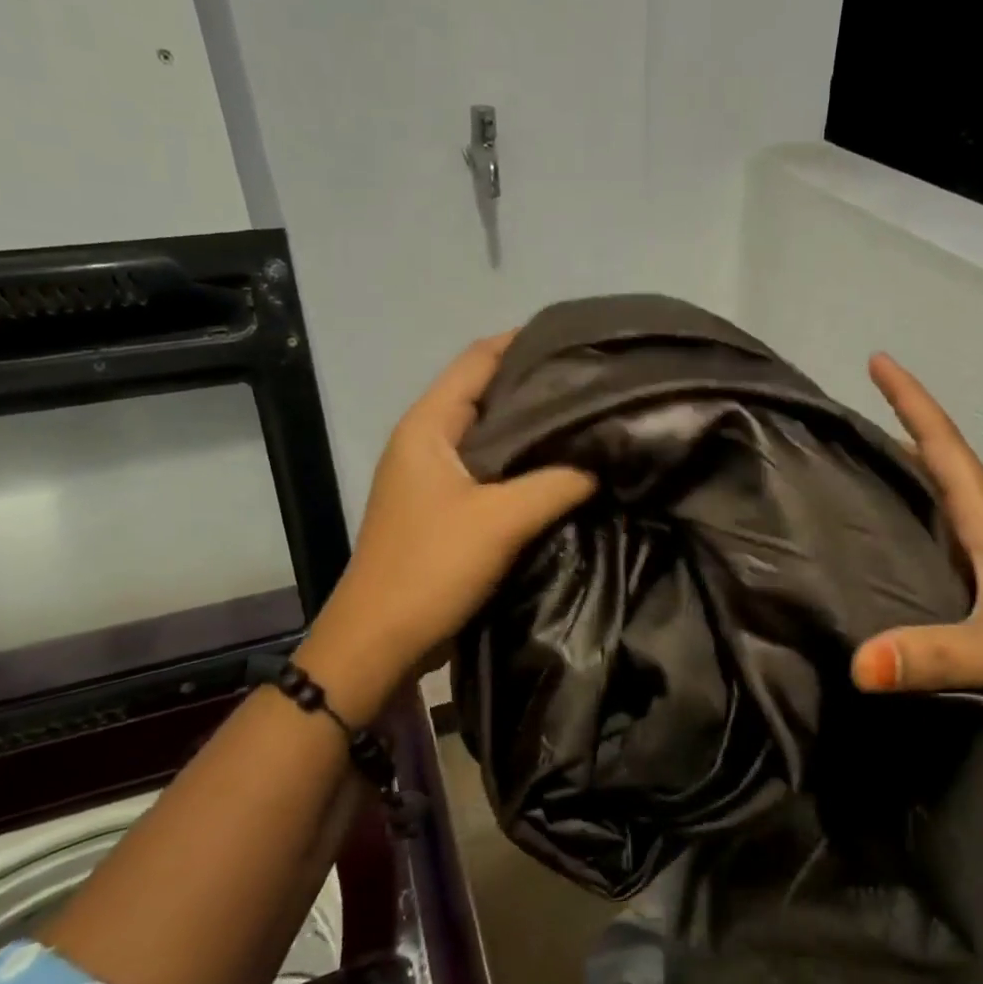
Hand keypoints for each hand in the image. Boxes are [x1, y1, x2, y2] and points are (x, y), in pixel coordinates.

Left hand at [302, 333, 596, 719]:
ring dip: (533, 429)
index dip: (524, 341)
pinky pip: (491, 471)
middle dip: (537, 385)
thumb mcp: (501, 520)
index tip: (579, 340)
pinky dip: (524, 465)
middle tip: (597, 383)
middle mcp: (427, 441)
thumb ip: (557, 482)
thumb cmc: (430, 569)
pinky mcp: (444, 509)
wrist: (378, 643)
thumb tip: (604, 459)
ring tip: (589, 421)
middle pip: (486, 394)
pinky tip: (563, 470)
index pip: (478, 359)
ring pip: (491, 436)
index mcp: (428, 426)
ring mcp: (433, 476)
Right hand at [850, 354, 982, 742]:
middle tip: (851, 421)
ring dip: (911, 483)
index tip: (878, 359)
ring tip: (862, 478)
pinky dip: (922, 534)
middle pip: (942, 469)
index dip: (911, 400)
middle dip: (901, 435)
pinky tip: (902, 556)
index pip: (944, 448)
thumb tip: (853, 665)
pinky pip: (952, 548)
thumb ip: (931, 657)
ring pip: (948, 509)